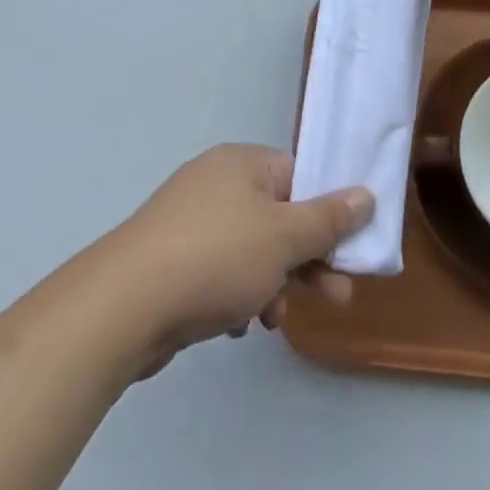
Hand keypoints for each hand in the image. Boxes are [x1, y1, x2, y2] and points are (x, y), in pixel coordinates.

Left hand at [102, 144, 371, 377]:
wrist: (123, 306)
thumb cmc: (216, 257)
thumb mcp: (284, 238)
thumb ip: (329, 219)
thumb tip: (367, 194)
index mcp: (242, 163)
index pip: (299, 177)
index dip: (326, 214)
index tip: (346, 252)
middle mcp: (216, 182)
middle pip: (278, 217)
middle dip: (307, 260)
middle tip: (335, 298)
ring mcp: (189, 221)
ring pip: (251, 250)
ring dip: (272, 284)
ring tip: (272, 321)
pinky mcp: (170, 259)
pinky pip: (220, 271)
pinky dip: (236, 295)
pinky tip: (235, 326)